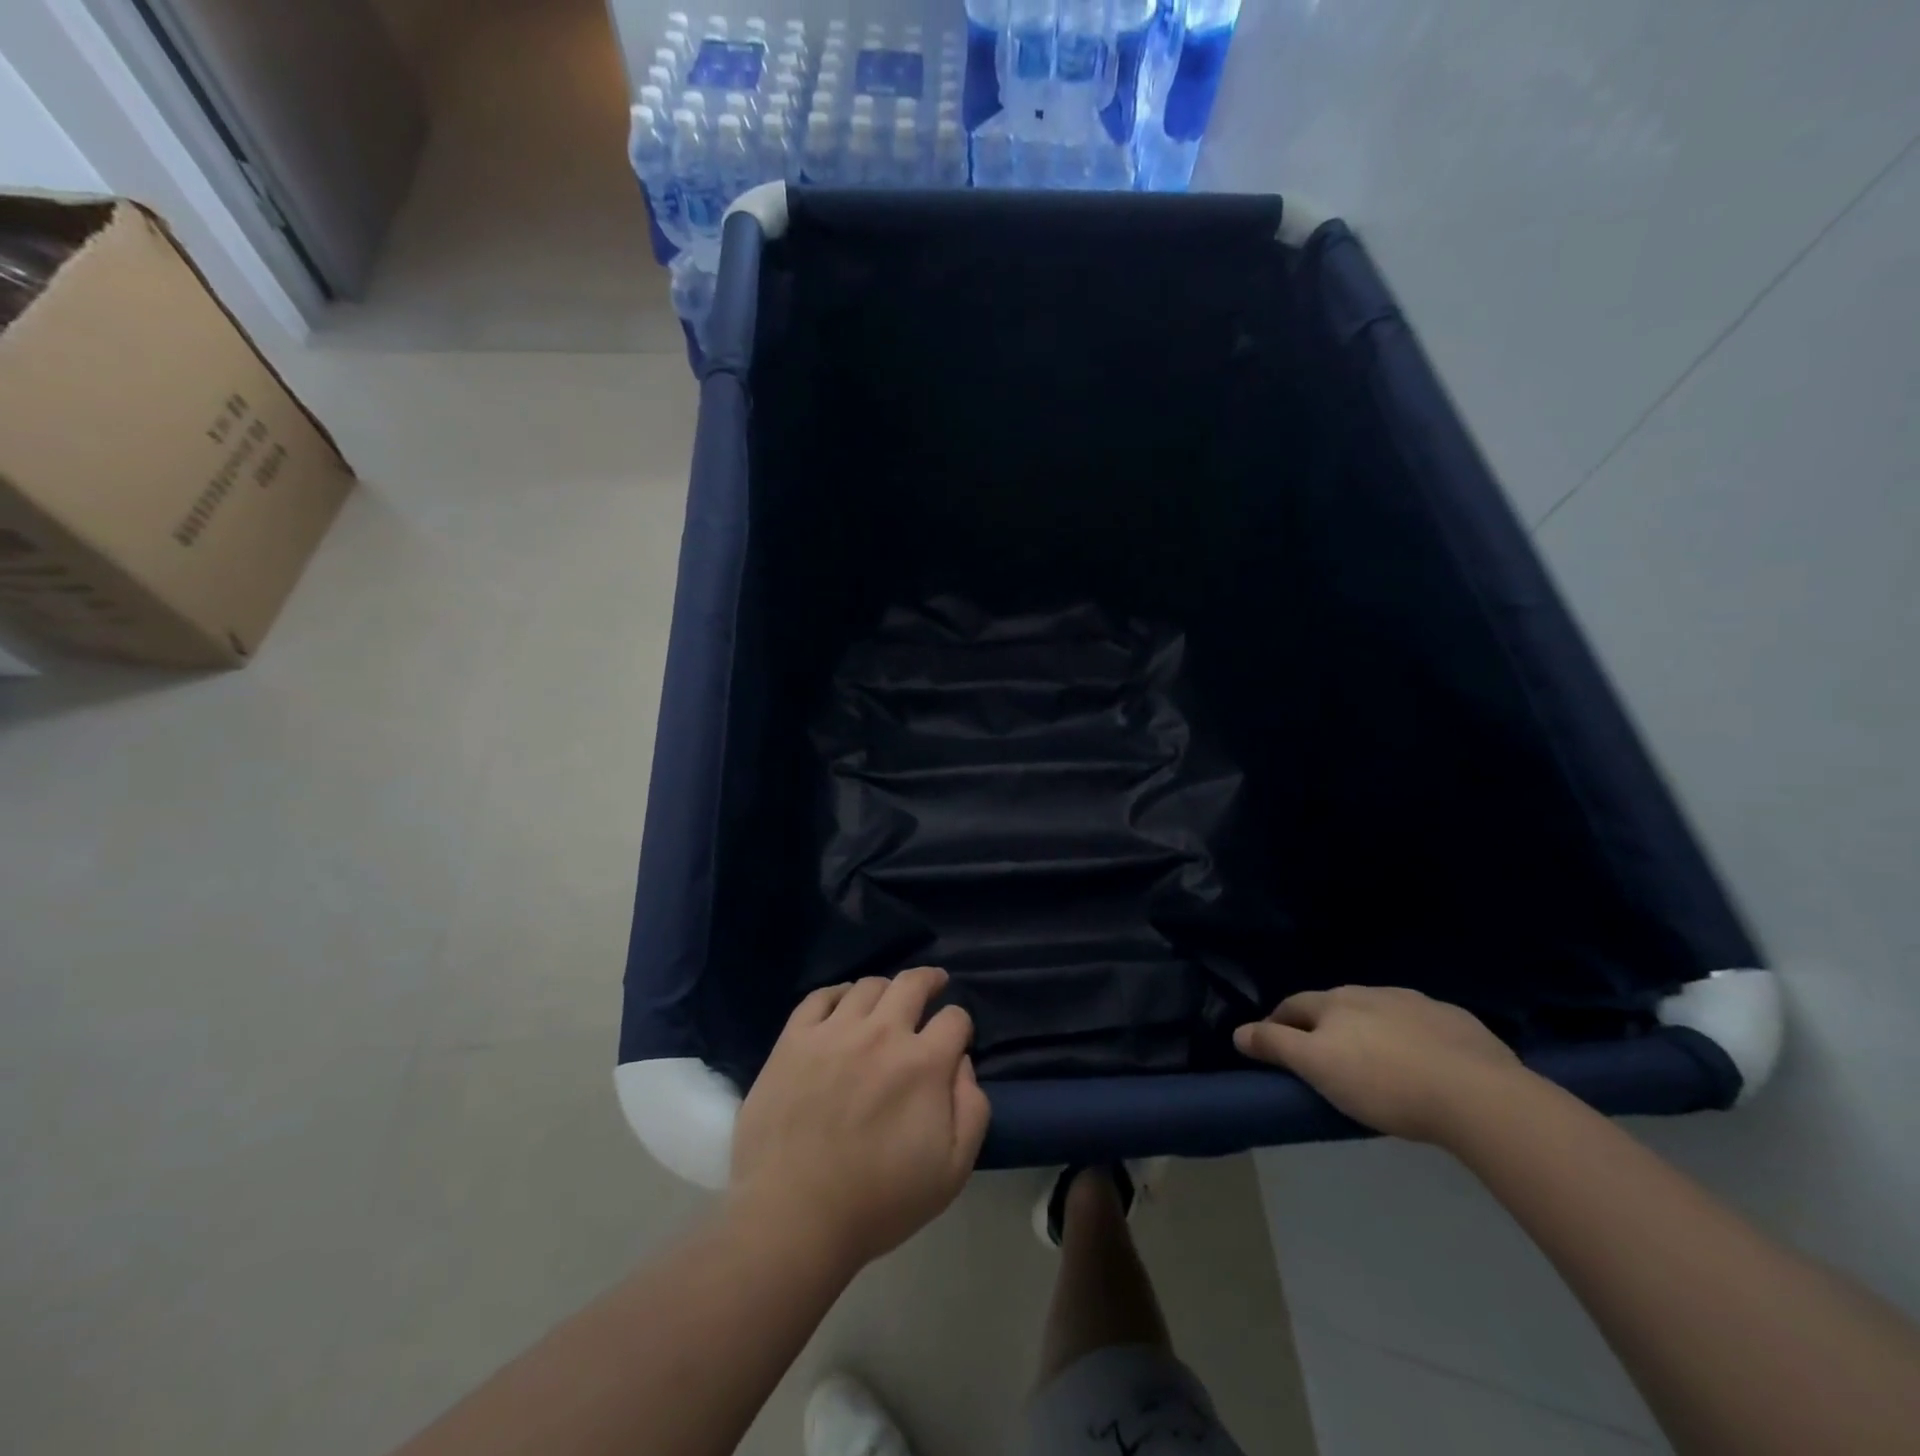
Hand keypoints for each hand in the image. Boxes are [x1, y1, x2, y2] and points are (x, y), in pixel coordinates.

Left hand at [729, 967, 990, 1272]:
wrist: (792, 1217)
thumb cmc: (878, 1201)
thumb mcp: (952, 1171)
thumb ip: (972, 1110)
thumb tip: (962, 1064)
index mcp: (924, 1063)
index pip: (954, 1018)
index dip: (960, 1025)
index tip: (954, 1039)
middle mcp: (882, 1033)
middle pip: (912, 983)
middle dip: (930, 980)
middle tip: (933, 985)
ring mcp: (833, 1032)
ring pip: (868, 986)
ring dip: (885, 989)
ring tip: (885, 1002)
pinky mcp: (794, 1039)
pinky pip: (820, 997)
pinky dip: (837, 994)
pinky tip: (841, 1005)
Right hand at [1235, 985, 1528, 1143]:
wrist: (1478, 1095)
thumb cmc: (1383, 1082)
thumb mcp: (1317, 1067)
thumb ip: (1276, 1045)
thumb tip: (1238, 1031)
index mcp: (1336, 1002)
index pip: (1294, 1005)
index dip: (1278, 1023)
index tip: (1273, 1044)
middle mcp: (1373, 992)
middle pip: (1337, 1005)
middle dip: (1325, 1025)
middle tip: (1324, 1057)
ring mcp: (1419, 1003)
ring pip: (1381, 1013)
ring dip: (1371, 1030)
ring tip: (1376, 1062)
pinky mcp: (1459, 1023)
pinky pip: (1424, 1026)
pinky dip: (1413, 1039)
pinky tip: (1424, 1064)